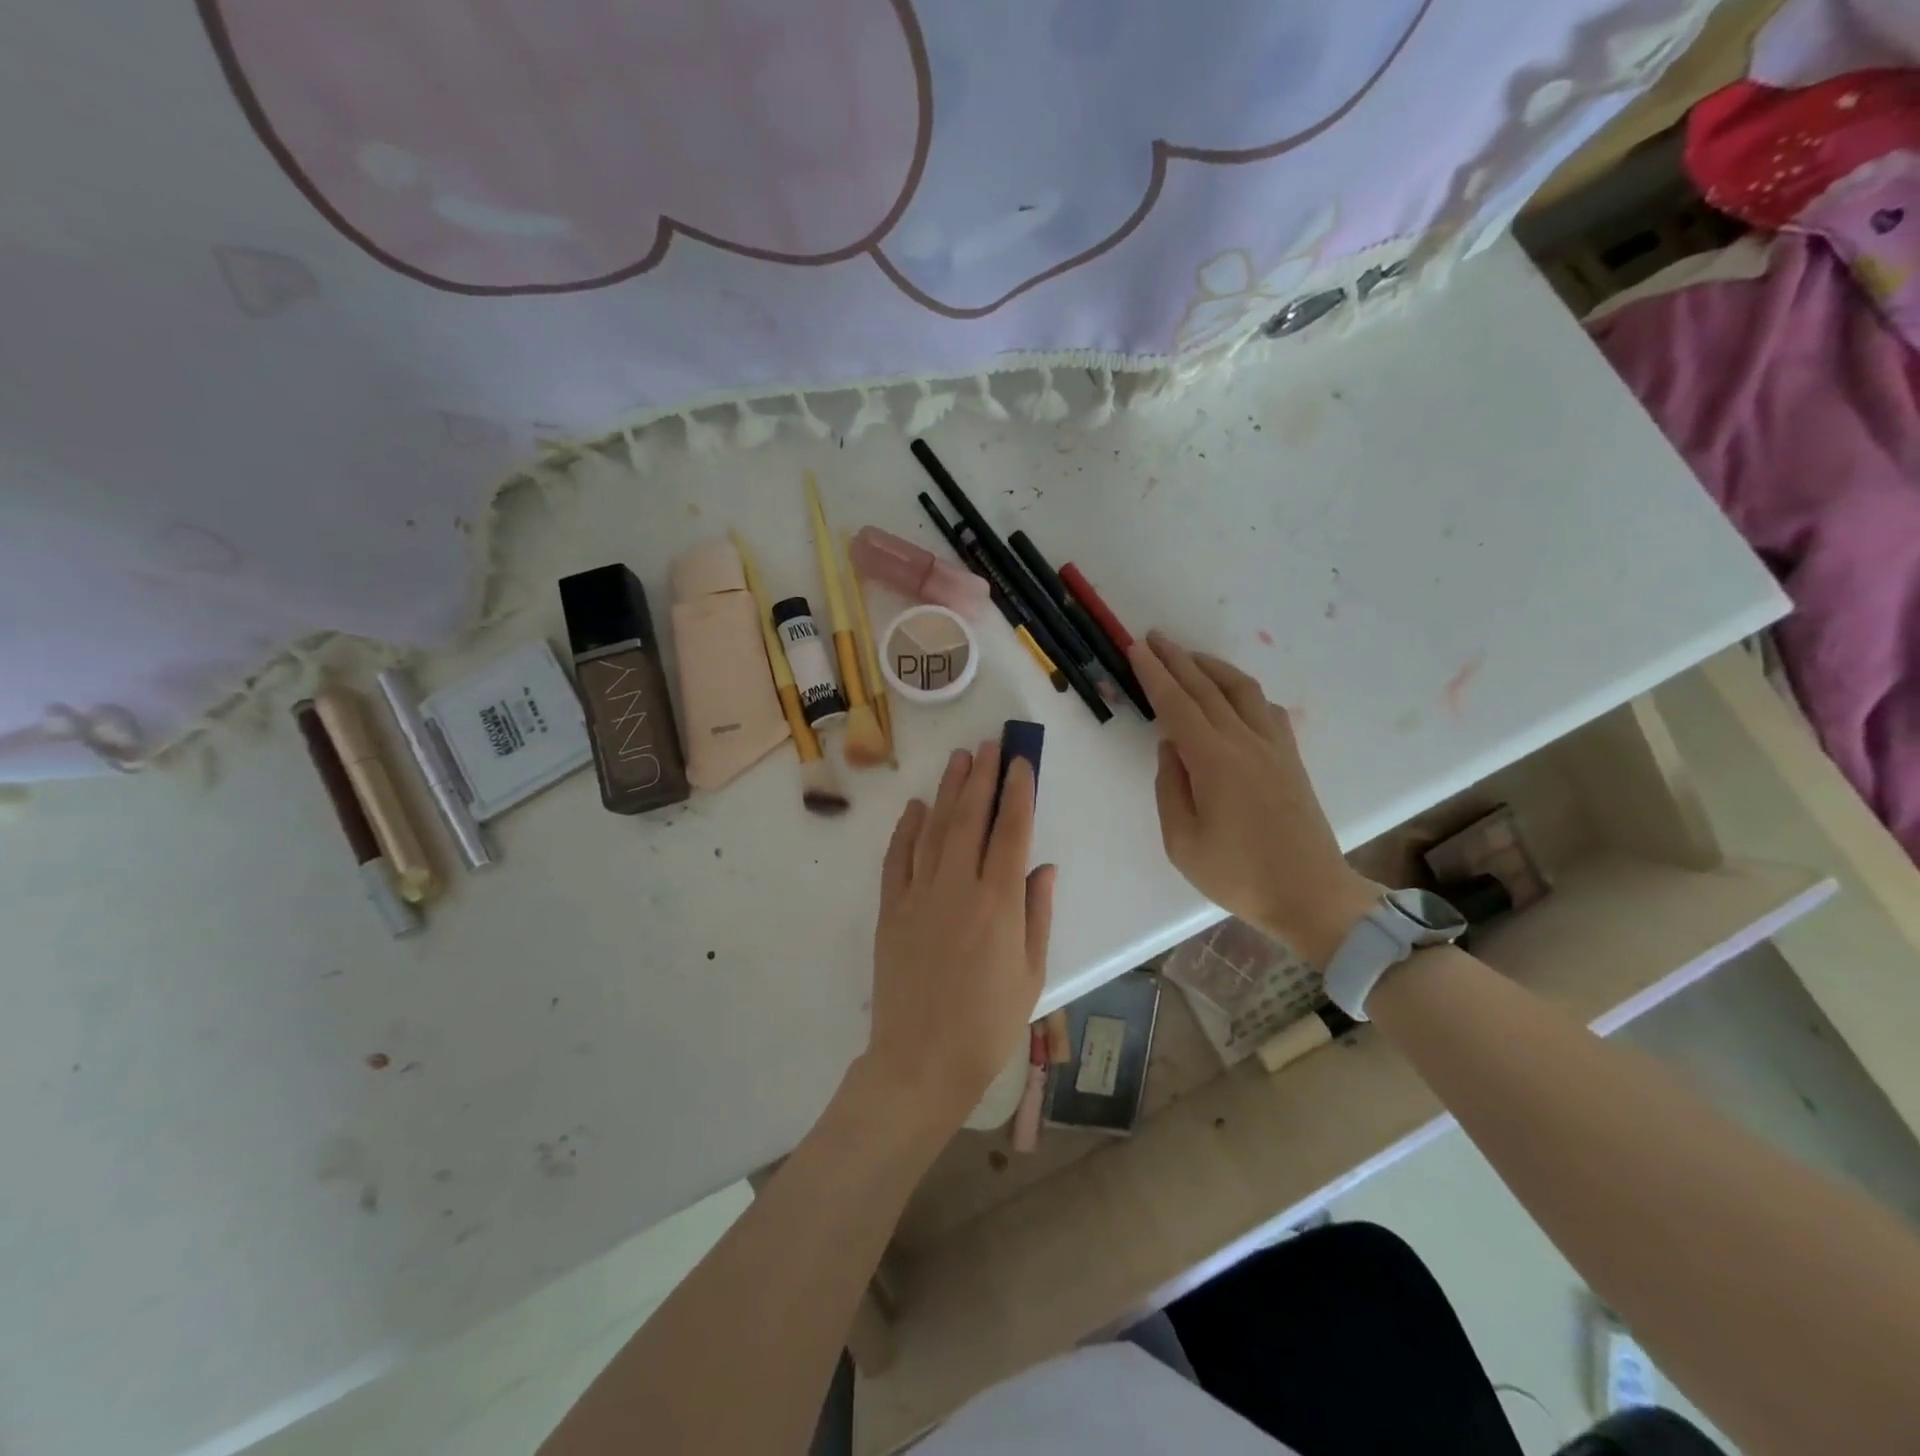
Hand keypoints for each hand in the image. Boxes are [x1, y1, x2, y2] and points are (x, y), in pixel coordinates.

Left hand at [864, 742, 1055, 1134]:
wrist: (921, 1060)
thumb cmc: (987, 1024)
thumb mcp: (1030, 974)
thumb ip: (1037, 914)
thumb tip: (1042, 866)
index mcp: (999, 904)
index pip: (1011, 832)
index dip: (1018, 793)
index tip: (1021, 763)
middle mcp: (958, 887)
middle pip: (971, 818)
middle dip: (983, 777)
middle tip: (990, 745)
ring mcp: (918, 895)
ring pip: (935, 829)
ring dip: (948, 791)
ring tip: (960, 760)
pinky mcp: (889, 909)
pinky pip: (897, 858)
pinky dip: (906, 829)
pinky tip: (916, 807)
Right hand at [1129, 632, 1376, 965]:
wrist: (1311, 894)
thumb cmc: (1238, 875)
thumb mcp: (1182, 842)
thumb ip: (1171, 787)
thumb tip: (1171, 747)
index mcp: (1214, 761)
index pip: (1177, 705)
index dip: (1154, 675)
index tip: (1136, 649)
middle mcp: (1245, 742)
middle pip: (1206, 688)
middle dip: (1177, 659)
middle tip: (1154, 638)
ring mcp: (1274, 747)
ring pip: (1241, 690)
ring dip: (1211, 667)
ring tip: (1189, 657)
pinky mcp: (1291, 758)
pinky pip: (1266, 708)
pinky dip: (1243, 690)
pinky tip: (1233, 694)